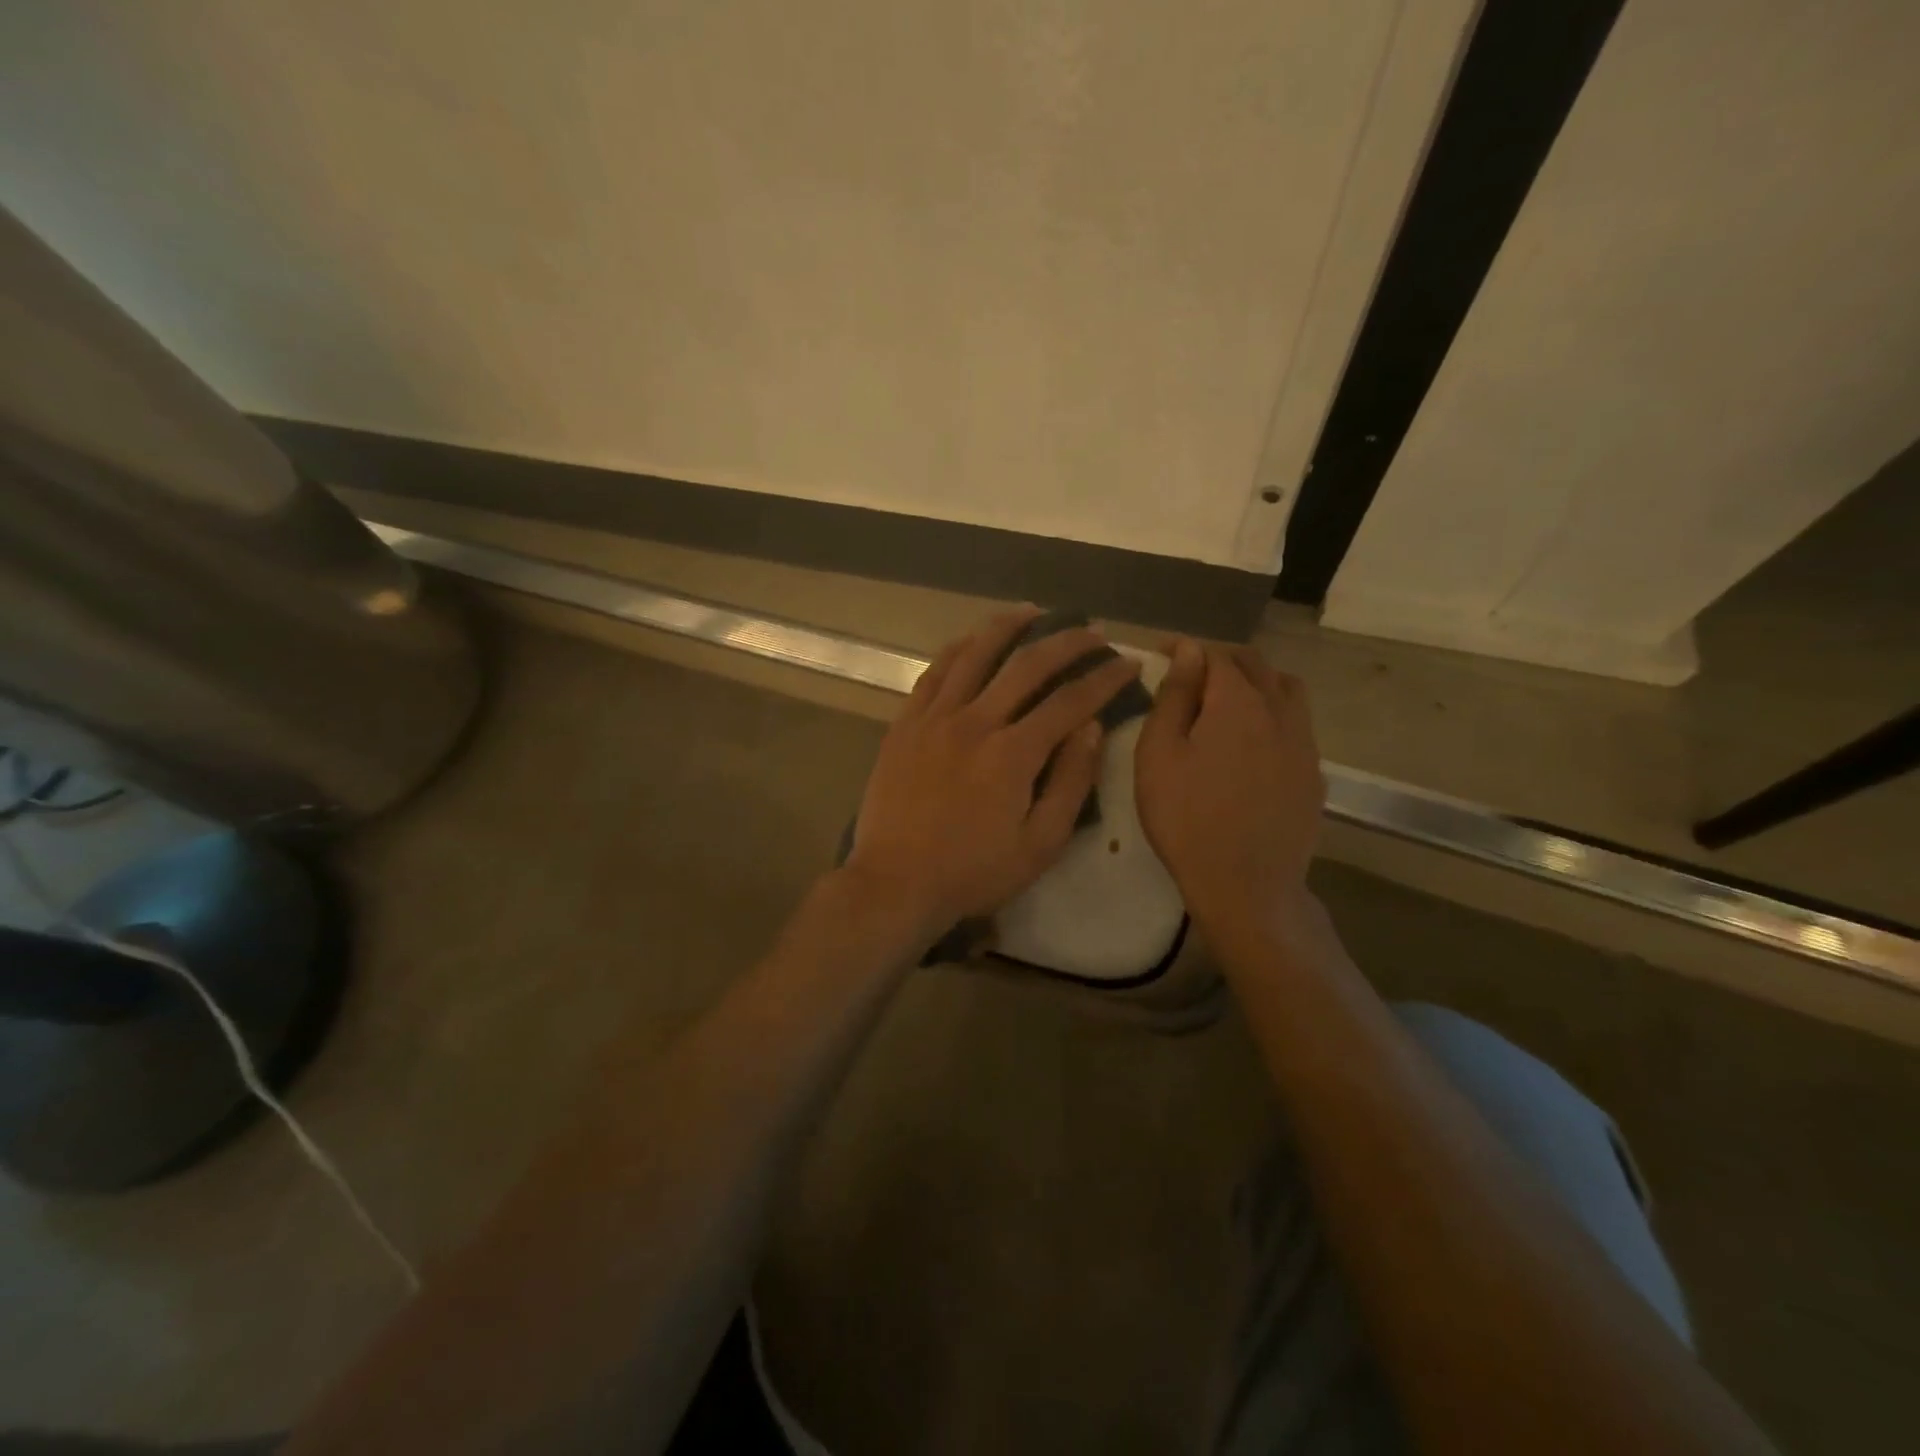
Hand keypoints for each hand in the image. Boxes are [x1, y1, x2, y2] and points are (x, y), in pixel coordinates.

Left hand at [843, 609, 1141, 934]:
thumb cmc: (973, 872)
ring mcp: (934, 718)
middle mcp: (975, 722)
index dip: (1105, 679)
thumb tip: (1092, 728)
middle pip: (1027, 665)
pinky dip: (958, 649)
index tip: (1128, 664)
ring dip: (1009, 628)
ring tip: (1034, 613)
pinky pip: (934, 672)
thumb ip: (1071, 782)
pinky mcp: (905, 723)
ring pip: (975, 654)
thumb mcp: (1040, 844)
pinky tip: (972, 639)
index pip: (1070, 701)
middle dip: (1067, 643)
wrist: (895, 882)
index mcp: (1013, 753)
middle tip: (1091, 632)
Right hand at [1134, 640, 1325, 939]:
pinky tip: (1253, 742)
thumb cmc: (1186, 817)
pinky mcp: (1314, 774)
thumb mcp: (1158, 755)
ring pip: (1286, 690)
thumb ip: (1173, 697)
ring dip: (1256, 682)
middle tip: (1189, 674)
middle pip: (1256, 666)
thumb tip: (1188, 651)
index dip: (1186, 649)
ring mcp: (1304, 743)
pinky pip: (1297, 725)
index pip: (1215, 655)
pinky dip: (1273, 716)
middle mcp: (1279, 711)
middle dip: (1221, 660)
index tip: (1160, 653)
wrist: (1245, 885)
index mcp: (1238, 702)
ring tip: (1228, 701)